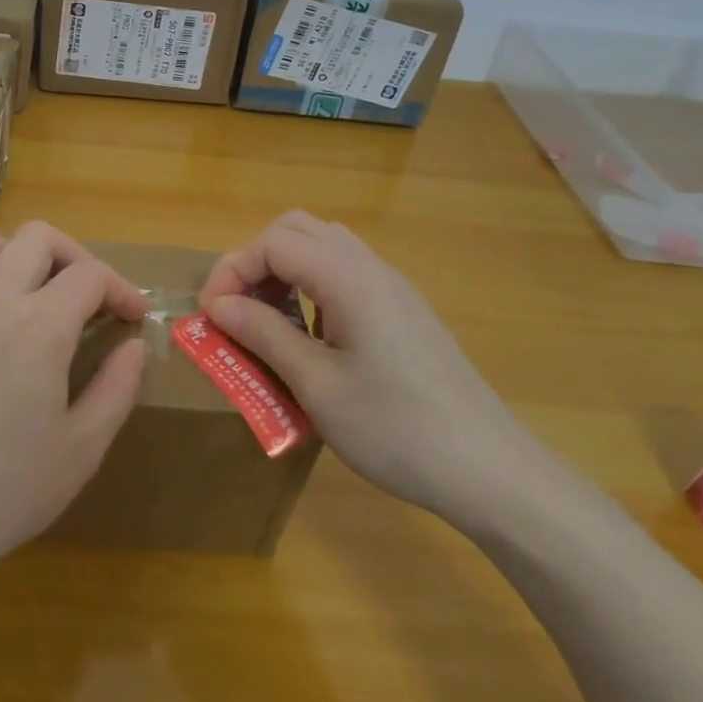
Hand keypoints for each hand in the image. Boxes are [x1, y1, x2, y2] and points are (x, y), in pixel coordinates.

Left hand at [0, 222, 146, 595]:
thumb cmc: (3, 491)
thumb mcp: (80, 450)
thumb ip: (116, 388)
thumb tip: (134, 346)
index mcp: (39, 326)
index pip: (90, 274)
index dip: (122, 289)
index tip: (134, 318)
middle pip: (40, 237)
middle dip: (77, 256)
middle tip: (92, 299)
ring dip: (26, 257)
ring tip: (43, 298)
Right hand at [200, 211, 550, 527]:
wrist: (490, 471)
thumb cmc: (396, 429)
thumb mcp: (317, 386)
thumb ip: (263, 335)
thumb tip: (217, 305)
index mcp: (348, 278)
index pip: (273, 242)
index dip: (232, 270)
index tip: (212, 315)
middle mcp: (371, 268)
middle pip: (296, 229)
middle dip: (255, 261)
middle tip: (236, 308)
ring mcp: (392, 287)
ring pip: (323, 246)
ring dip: (283, 271)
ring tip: (267, 320)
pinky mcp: (403, 309)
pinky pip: (345, 273)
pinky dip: (311, 286)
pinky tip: (311, 335)